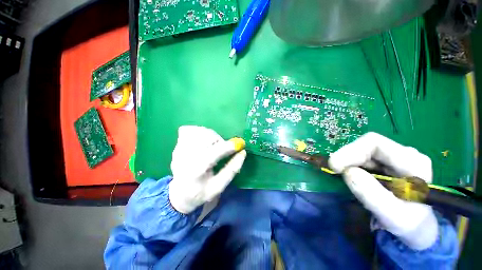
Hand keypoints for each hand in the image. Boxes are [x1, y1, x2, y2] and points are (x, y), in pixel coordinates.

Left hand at [169, 126, 246, 213]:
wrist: (179, 192)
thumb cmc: (200, 192)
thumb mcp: (219, 187)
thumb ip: (231, 170)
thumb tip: (242, 153)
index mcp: (195, 171)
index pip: (212, 154)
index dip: (228, 147)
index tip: (240, 144)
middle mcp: (185, 157)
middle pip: (206, 138)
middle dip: (219, 141)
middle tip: (223, 149)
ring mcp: (179, 149)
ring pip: (200, 131)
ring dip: (211, 136)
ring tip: (213, 146)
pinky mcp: (177, 144)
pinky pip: (191, 130)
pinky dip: (201, 133)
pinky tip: (203, 142)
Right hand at [328, 132, 437, 249]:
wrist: (417, 227)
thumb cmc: (410, 224)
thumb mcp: (393, 217)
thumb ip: (373, 195)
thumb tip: (348, 172)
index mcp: (413, 162)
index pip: (374, 144)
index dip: (350, 151)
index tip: (335, 166)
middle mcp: (404, 153)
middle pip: (366, 145)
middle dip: (347, 157)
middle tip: (334, 170)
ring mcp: (394, 157)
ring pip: (363, 151)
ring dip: (348, 161)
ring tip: (342, 175)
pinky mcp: (386, 162)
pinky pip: (362, 157)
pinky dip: (351, 164)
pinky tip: (350, 175)